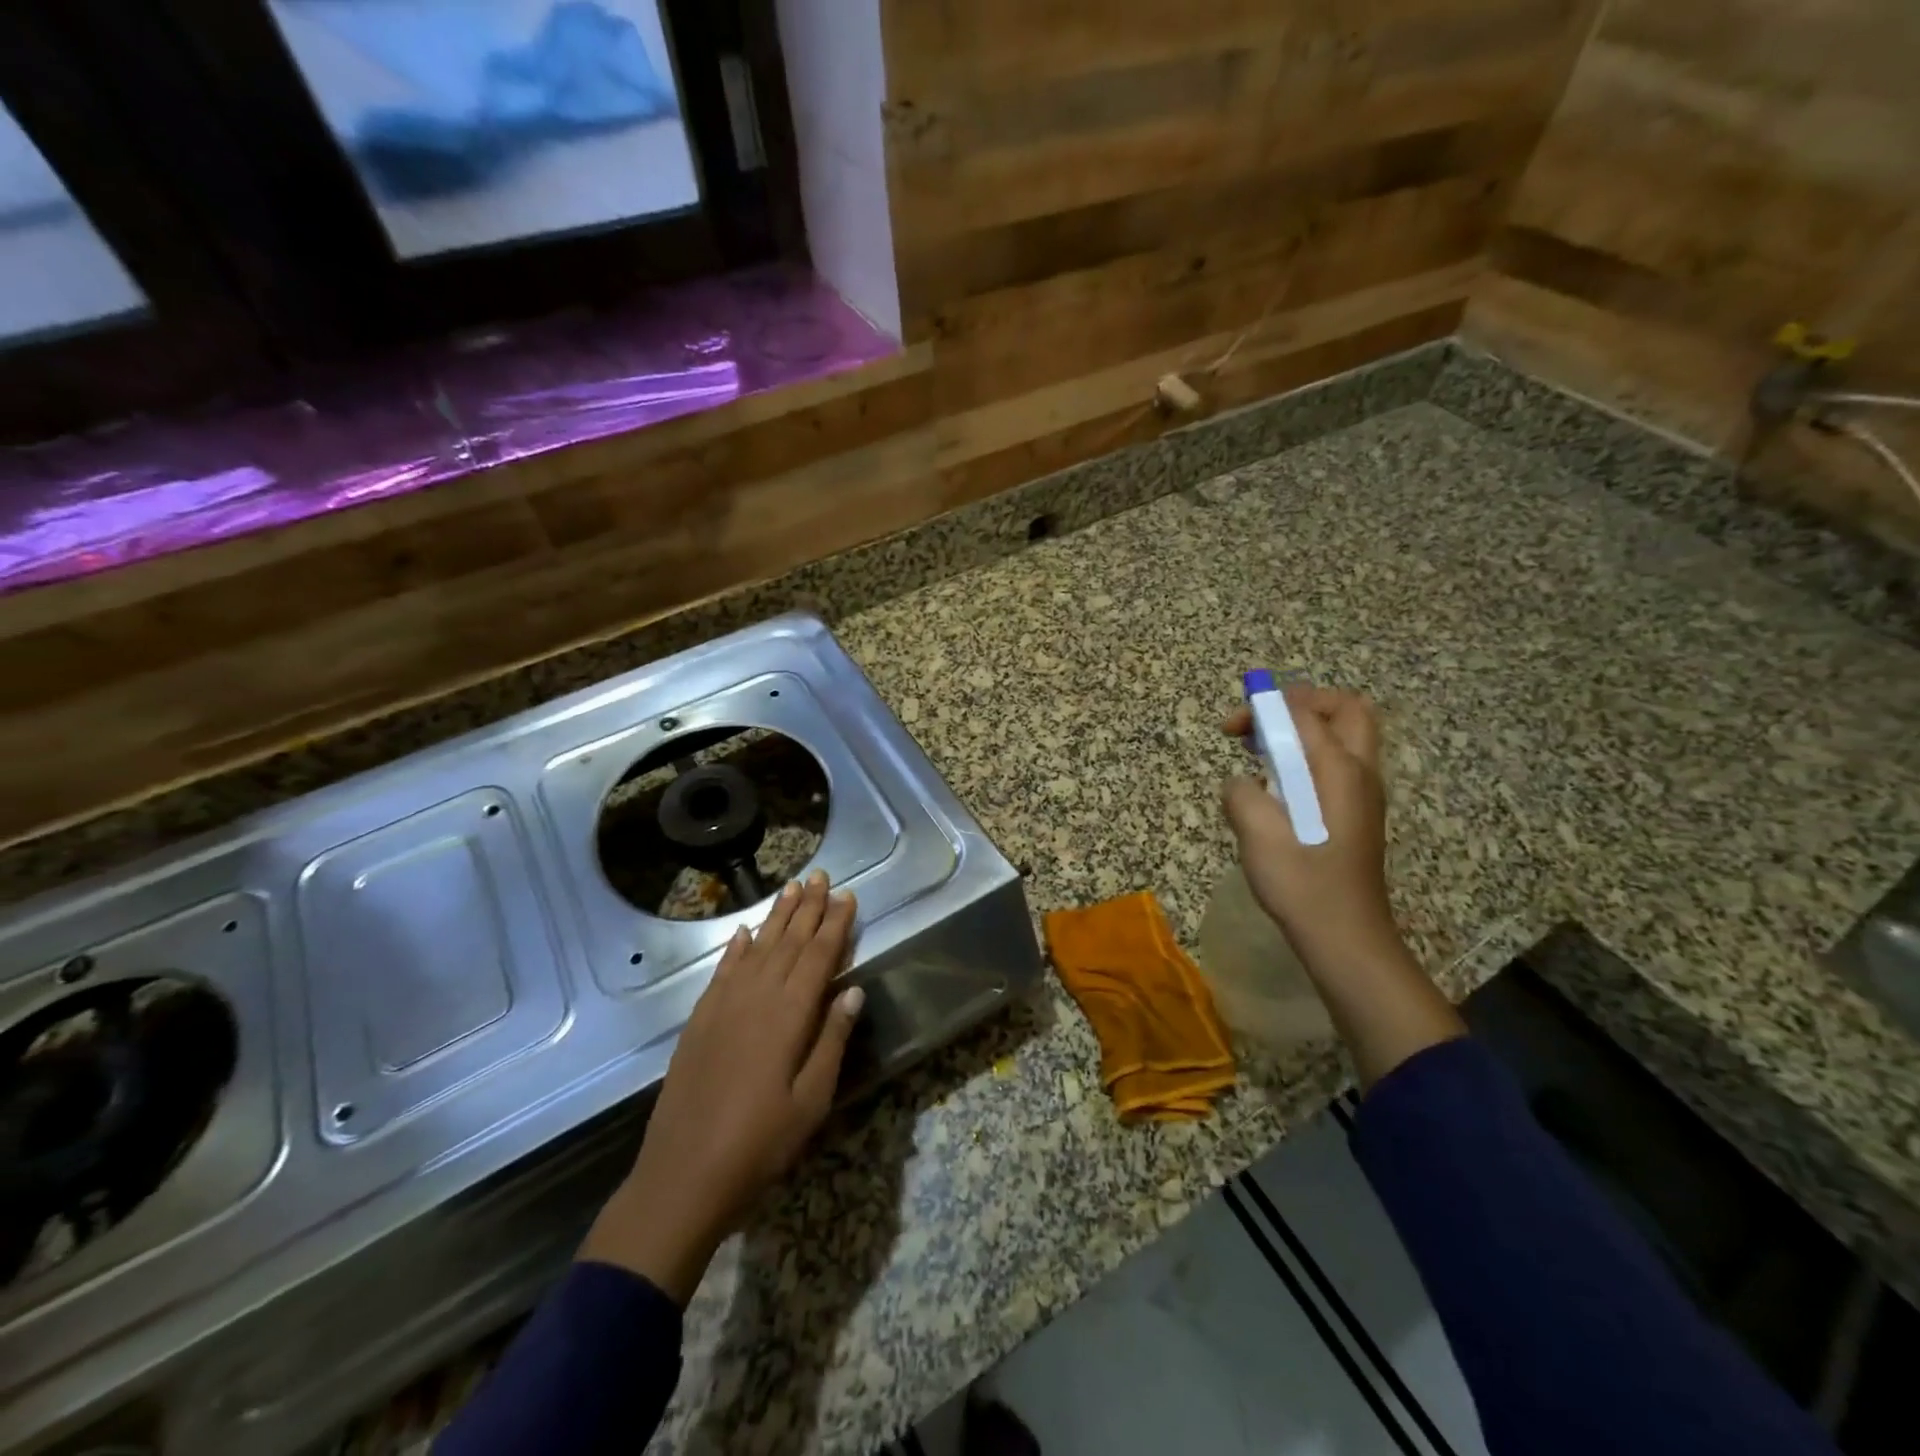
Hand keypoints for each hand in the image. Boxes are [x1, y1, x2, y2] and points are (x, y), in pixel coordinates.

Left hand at [579, 871, 863, 1303]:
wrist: (683, 1175)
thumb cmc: (760, 1143)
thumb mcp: (811, 1100)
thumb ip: (832, 1040)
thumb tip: (853, 990)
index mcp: (789, 1015)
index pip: (819, 956)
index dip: (836, 924)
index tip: (848, 896)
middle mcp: (757, 997)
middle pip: (789, 942)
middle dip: (809, 907)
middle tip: (822, 876)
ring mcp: (724, 1006)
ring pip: (757, 948)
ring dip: (777, 916)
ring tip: (792, 887)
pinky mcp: (700, 1020)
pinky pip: (723, 971)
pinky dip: (737, 948)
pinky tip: (745, 932)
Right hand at [1220, 685, 1399, 976]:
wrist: (1346, 937)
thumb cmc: (1302, 883)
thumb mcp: (1257, 834)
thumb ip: (1241, 794)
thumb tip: (1241, 783)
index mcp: (1339, 770)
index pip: (1304, 713)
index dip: (1265, 708)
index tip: (1231, 728)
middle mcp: (1361, 772)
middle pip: (1346, 709)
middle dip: (1302, 703)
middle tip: (1266, 723)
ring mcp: (1364, 794)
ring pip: (1347, 736)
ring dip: (1306, 730)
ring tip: (1265, 754)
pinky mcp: (1358, 814)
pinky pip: (1339, 764)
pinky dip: (1310, 758)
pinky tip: (1281, 789)